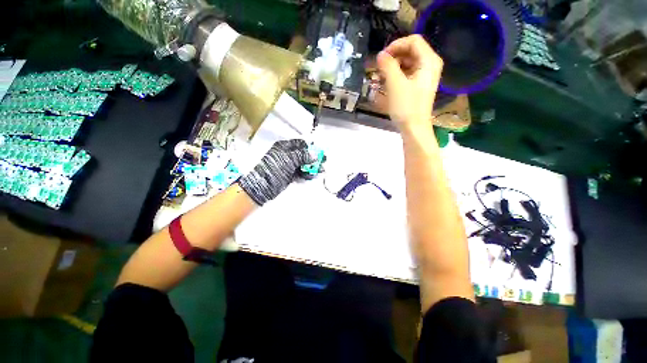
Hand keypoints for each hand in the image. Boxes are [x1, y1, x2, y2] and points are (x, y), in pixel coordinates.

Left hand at [238, 139, 315, 205]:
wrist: (263, 186)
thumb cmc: (275, 168)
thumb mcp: (289, 159)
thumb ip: (303, 156)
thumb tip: (315, 155)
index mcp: (284, 146)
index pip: (300, 143)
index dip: (310, 147)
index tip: (319, 151)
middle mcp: (287, 155)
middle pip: (303, 154)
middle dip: (313, 158)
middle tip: (323, 161)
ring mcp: (288, 166)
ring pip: (303, 164)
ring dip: (312, 167)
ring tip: (321, 170)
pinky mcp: (290, 175)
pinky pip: (301, 173)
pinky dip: (307, 174)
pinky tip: (314, 175)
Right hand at [376, 35, 442, 131]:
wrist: (414, 128)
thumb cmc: (406, 107)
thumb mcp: (395, 84)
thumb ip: (387, 65)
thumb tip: (380, 55)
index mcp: (428, 61)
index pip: (413, 41)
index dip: (396, 45)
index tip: (381, 57)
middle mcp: (430, 65)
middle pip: (410, 51)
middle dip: (393, 57)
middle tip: (379, 68)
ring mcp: (425, 76)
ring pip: (408, 62)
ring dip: (393, 67)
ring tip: (381, 78)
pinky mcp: (419, 85)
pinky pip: (408, 73)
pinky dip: (397, 76)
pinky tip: (388, 84)